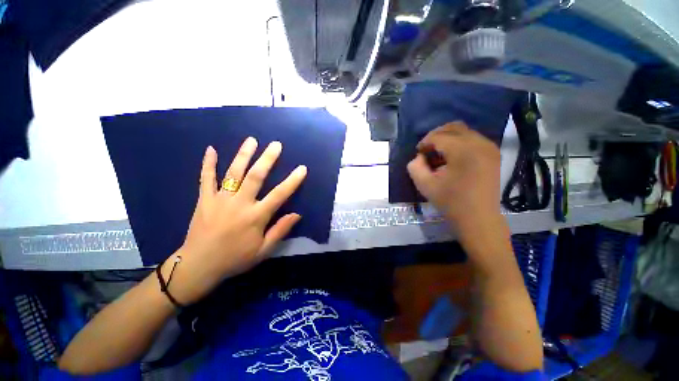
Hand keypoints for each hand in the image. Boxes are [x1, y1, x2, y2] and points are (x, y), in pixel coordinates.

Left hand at [164, 137, 306, 304]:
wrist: (198, 266)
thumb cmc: (235, 258)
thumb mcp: (263, 250)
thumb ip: (280, 230)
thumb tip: (297, 214)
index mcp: (256, 217)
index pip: (279, 195)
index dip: (292, 181)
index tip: (302, 168)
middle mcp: (239, 204)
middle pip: (255, 176)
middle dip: (267, 159)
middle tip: (276, 145)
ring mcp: (219, 199)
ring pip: (233, 173)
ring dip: (243, 155)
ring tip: (251, 140)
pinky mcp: (204, 200)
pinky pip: (206, 179)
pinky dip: (208, 164)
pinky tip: (210, 149)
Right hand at [407, 122, 501, 234]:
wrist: (479, 218)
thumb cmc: (451, 202)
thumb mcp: (425, 185)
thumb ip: (415, 167)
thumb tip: (419, 157)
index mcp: (463, 150)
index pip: (438, 136)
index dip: (424, 142)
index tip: (418, 153)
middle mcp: (480, 143)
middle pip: (453, 127)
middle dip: (436, 136)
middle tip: (427, 150)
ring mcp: (489, 147)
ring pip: (464, 131)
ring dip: (448, 139)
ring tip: (439, 155)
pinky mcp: (493, 154)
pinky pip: (473, 139)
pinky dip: (459, 143)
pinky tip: (453, 158)